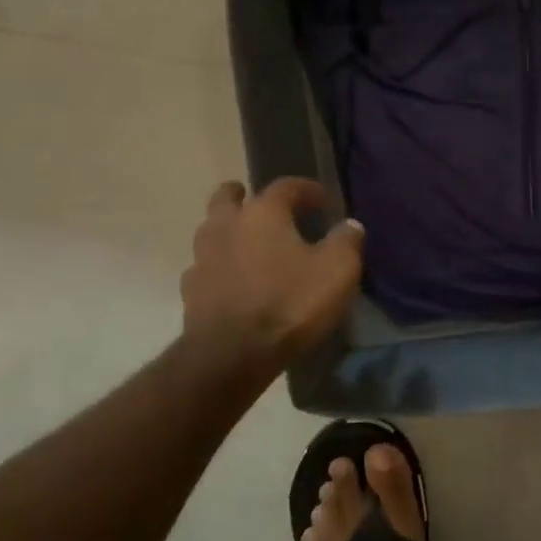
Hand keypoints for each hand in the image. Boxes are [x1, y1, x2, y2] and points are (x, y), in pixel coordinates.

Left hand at [180, 178, 363, 373]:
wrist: (232, 354)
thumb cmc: (290, 304)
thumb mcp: (336, 271)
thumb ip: (346, 241)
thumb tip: (350, 224)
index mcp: (263, 213)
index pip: (286, 186)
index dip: (307, 189)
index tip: (324, 201)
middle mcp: (226, 225)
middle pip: (229, 196)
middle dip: (246, 196)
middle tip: (266, 208)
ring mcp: (202, 257)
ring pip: (212, 230)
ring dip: (230, 231)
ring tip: (251, 248)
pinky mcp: (191, 289)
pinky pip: (206, 266)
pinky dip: (221, 267)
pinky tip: (235, 282)